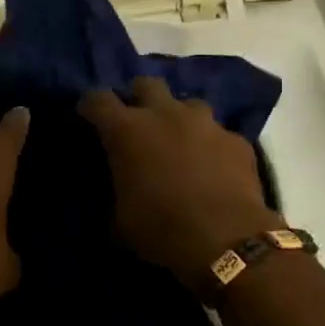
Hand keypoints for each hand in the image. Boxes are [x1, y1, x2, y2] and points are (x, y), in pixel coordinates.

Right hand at [79, 77, 280, 292]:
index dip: (90, 106)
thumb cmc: (161, 230)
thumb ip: (116, 188)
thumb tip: (119, 186)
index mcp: (127, 130)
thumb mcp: (120, 218)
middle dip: (138, 97)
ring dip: (179, 117)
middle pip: (146, 83)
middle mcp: (165, 114)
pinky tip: (213, 166)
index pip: (98, 99)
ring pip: (188, 103)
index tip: (88, 116)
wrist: (226, 242)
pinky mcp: (236, 140)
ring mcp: (205, 123)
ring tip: (179, 141)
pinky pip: (219, 133)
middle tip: (137, 121)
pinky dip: (211, 145)